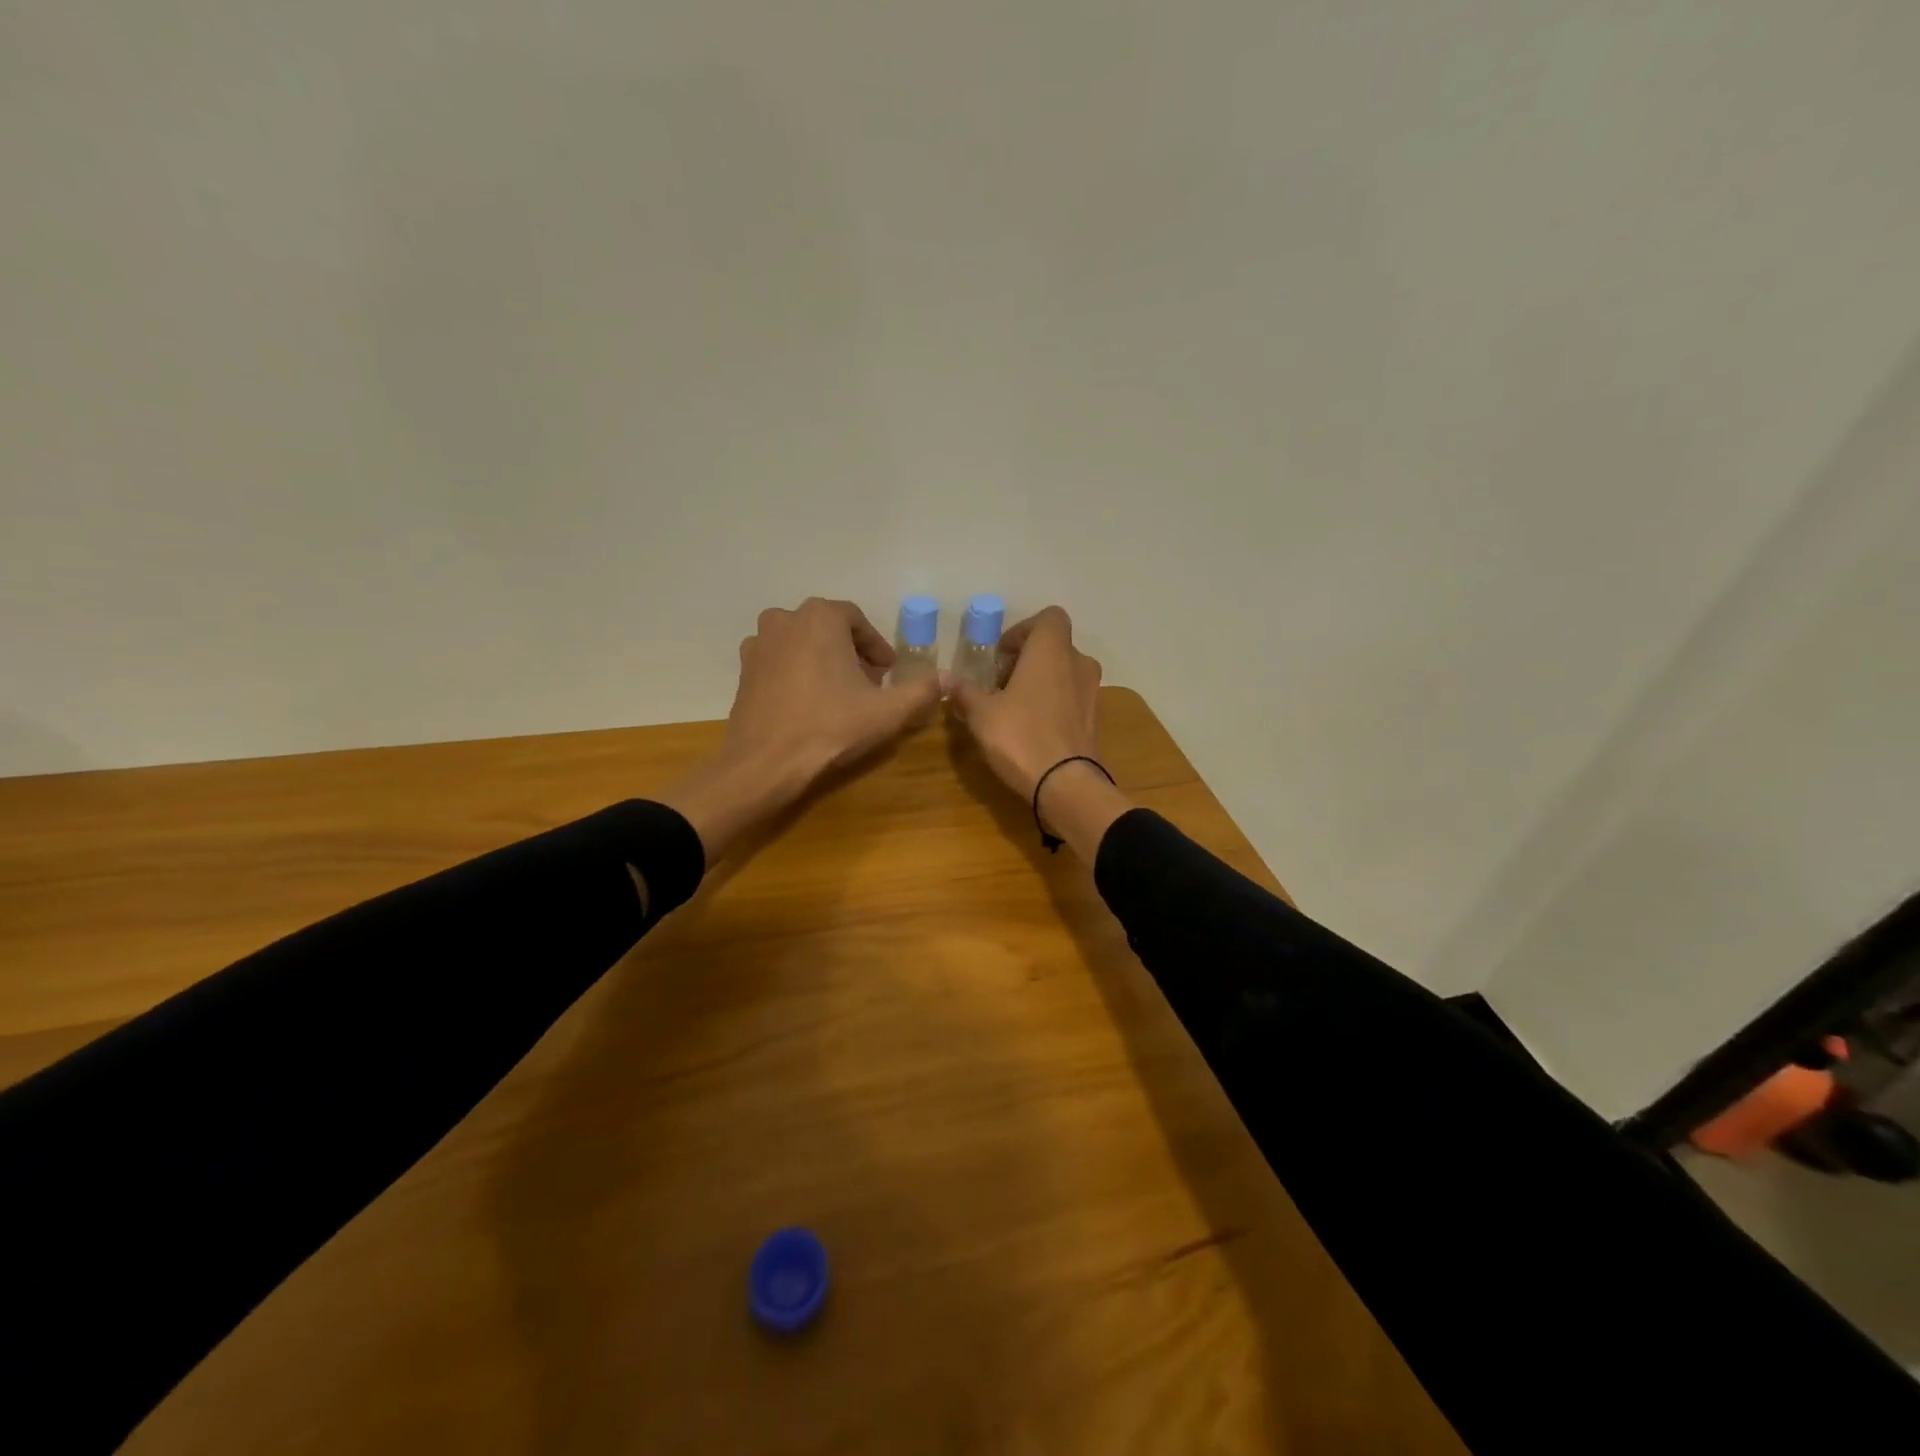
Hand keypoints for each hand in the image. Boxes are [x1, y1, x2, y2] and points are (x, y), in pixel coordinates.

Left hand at [662, 598, 943, 859]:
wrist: (766, 762)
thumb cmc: (830, 727)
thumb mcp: (888, 712)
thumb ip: (922, 691)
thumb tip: (948, 678)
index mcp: (821, 617)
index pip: (857, 621)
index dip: (876, 647)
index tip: (887, 673)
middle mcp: (785, 619)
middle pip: (828, 629)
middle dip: (851, 653)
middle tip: (867, 685)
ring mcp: (759, 643)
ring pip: (802, 644)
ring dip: (822, 660)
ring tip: (838, 694)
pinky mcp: (744, 670)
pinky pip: (779, 662)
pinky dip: (796, 673)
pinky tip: (808, 704)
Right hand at [949, 606, 1100, 797]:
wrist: (1065, 784)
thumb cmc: (1020, 736)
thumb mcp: (982, 714)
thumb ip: (965, 691)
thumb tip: (946, 678)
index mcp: (1052, 650)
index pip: (1049, 618)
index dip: (1022, 630)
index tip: (1001, 656)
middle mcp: (1078, 663)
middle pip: (1055, 646)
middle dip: (1028, 658)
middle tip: (1001, 682)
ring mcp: (1092, 691)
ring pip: (1065, 672)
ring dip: (1042, 680)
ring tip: (1015, 706)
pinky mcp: (1095, 718)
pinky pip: (1072, 697)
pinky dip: (1054, 702)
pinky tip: (1032, 726)